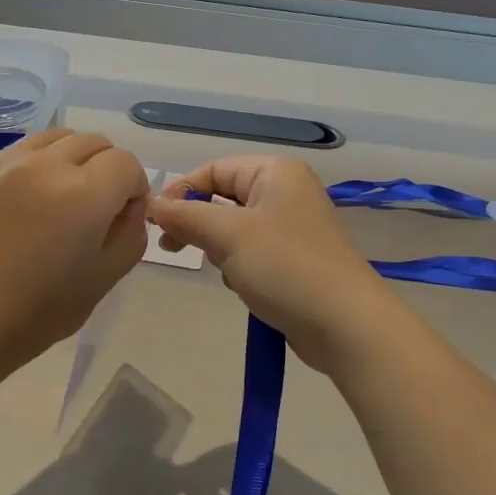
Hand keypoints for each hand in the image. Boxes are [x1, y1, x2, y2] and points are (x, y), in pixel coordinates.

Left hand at [0, 130, 151, 377]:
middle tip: (99, 210)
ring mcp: (11, 162)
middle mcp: (49, 164)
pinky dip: (45, 160)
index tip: (124, 218)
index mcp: (85, 193)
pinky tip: (36, 195)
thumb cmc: (38, 311)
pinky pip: (28, 147)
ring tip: (67, 196)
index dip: (135, 189)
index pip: (127, 164)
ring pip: (61, 137)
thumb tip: (129, 207)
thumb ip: (131, 234)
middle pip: (96, 143)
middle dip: (109, 169)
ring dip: (77, 158)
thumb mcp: (104, 279)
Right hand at [147, 156, 401, 370]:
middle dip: (198, 223)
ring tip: (224, 270)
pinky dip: (239, 267)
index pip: (214, 170)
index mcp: (275, 172)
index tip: (154, 222)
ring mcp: (292, 228)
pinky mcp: (294, 260)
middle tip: (172, 248)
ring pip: (234, 229)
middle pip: (223, 198)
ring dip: (219, 249)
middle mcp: (286, 192)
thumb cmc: (284, 266)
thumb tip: (151, 204)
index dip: (181, 191)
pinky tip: (243, 287)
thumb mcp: (228, 235)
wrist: (344, 324)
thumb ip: (185, 215)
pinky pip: (252, 253)